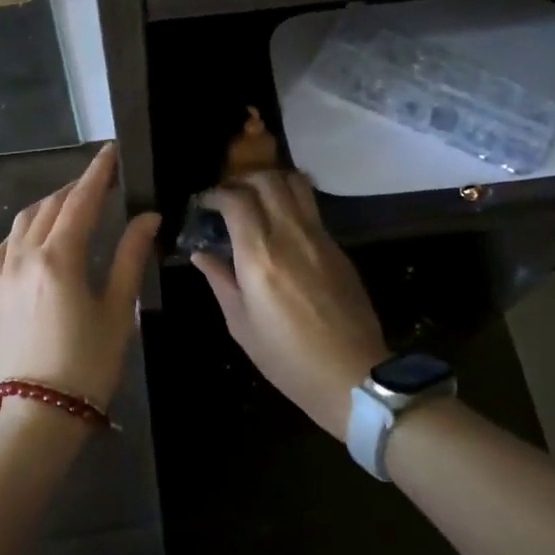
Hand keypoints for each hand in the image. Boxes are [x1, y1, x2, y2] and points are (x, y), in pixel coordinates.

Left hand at [0, 144, 160, 412]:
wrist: (39, 412)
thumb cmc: (88, 363)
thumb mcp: (118, 309)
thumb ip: (131, 256)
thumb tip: (148, 217)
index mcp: (59, 258)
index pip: (81, 200)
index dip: (99, 173)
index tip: (112, 151)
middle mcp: (26, 255)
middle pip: (53, 205)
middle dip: (79, 186)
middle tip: (104, 178)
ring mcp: (5, 271)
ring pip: (26, 219)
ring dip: (52, 203)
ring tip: (76, 201)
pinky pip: (8, 242)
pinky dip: (27, 227)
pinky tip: (40, 233)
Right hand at [193, 171, 386, 441]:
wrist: (352, 375)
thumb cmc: (287, 357)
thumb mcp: (241, 324)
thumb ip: (220, 280)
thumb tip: (202, 254)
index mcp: (260, 254)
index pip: (236, 199)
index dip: (216, 194)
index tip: (205, 204)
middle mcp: (290, 234)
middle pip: (267, 179)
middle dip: (243, 180)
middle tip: (229, 197)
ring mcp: (319, 237)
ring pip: (295, 183)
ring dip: (271, 182)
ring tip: (257, 201)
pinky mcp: (337, 247)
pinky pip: (311, 208)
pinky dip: (291, 202)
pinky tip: (281, 225)